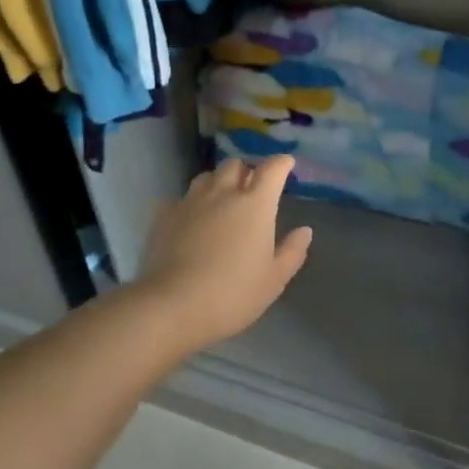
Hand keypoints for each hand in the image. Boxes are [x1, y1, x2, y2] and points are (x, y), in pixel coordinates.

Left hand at [135, 156, 313, 349]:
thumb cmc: (233, 293)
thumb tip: (304, 231)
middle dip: (247, 170)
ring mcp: (190, 202)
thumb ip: (292, 251)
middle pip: (235, 165)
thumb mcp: (274, 279)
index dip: (281, 163)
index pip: (272, 169)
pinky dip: (193, 204)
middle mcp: (222, 194)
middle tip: (252, 187)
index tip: (286, 164)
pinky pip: (182, 199)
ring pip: (206, 177)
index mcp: (255, 205)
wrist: (173, 305)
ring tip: (222, 199)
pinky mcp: (164, 216)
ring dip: (218, 182)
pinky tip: (193, 221)